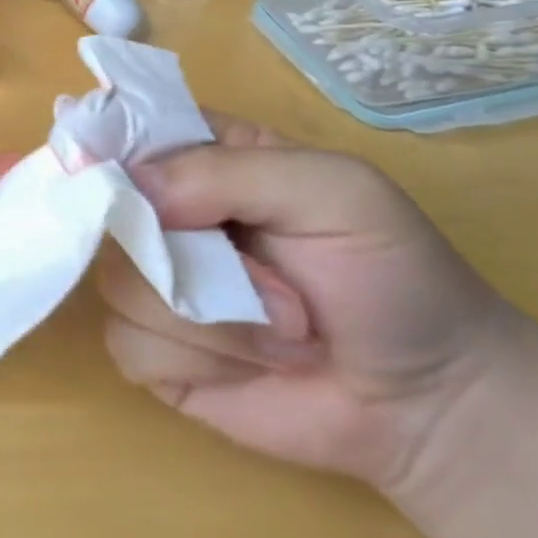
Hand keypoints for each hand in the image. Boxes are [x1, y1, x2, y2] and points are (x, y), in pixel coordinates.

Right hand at [96, 115, 527, 493]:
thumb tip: (131, 188)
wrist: (429, 406)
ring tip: (282, 332)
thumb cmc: (392, 276)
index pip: (123, 132)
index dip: (109, 151)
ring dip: (206, 320)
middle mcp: (166, 214)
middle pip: (108, 214)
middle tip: (268, 283)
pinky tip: (248, 366)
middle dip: (184, 257)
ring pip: (116, 283)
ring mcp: (156, 283)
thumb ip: (230, 171)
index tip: (128, 185)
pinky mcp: (156, 350)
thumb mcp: (334, 192)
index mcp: (202, 158)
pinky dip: (195, 362)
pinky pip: (128, 344)